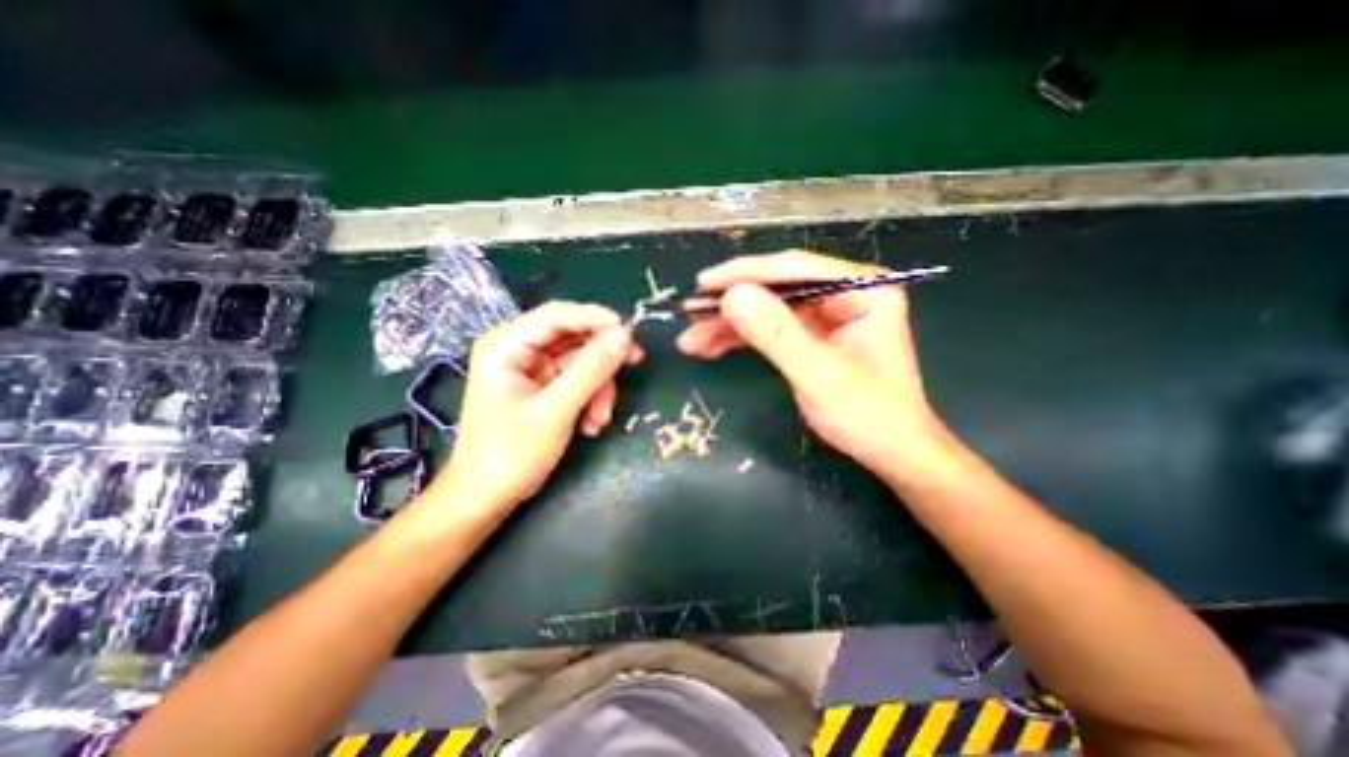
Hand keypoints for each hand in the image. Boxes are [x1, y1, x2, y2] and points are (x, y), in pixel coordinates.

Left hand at [430, 301, 644, 515]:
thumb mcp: (555, 411)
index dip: (596, 319)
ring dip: (599, 388)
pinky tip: (590, 425)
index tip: (631, 334)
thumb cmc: (510, 454)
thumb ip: (591, 370)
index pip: (557, 315)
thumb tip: (625, 335)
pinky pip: (579, 380)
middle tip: (634, 366)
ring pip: (582, 361)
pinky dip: (591, 399)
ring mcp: (532, 368)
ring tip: (599, 420)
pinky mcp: (544, 386)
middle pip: (574, 337)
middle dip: (601, 362)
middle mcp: (518, 349)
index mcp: (505, 344)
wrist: (487, 498)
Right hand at [679, 251, 952, 475]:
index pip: (795, 269)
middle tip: (690, 317)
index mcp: (863, 290)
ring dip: (729, 325)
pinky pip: (771, 328)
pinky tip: (712, 348)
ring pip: (767, 309)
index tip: (703, 285)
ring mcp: (827, 314)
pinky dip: (741, 338)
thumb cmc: (868, 416)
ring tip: (693, 341)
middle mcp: (844, 294)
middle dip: (731, 304)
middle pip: (777, 287)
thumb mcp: (820, 376)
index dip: (746, 274)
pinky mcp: (812, 335)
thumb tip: (732, 295)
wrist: (890, 452)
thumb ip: (777, 334)